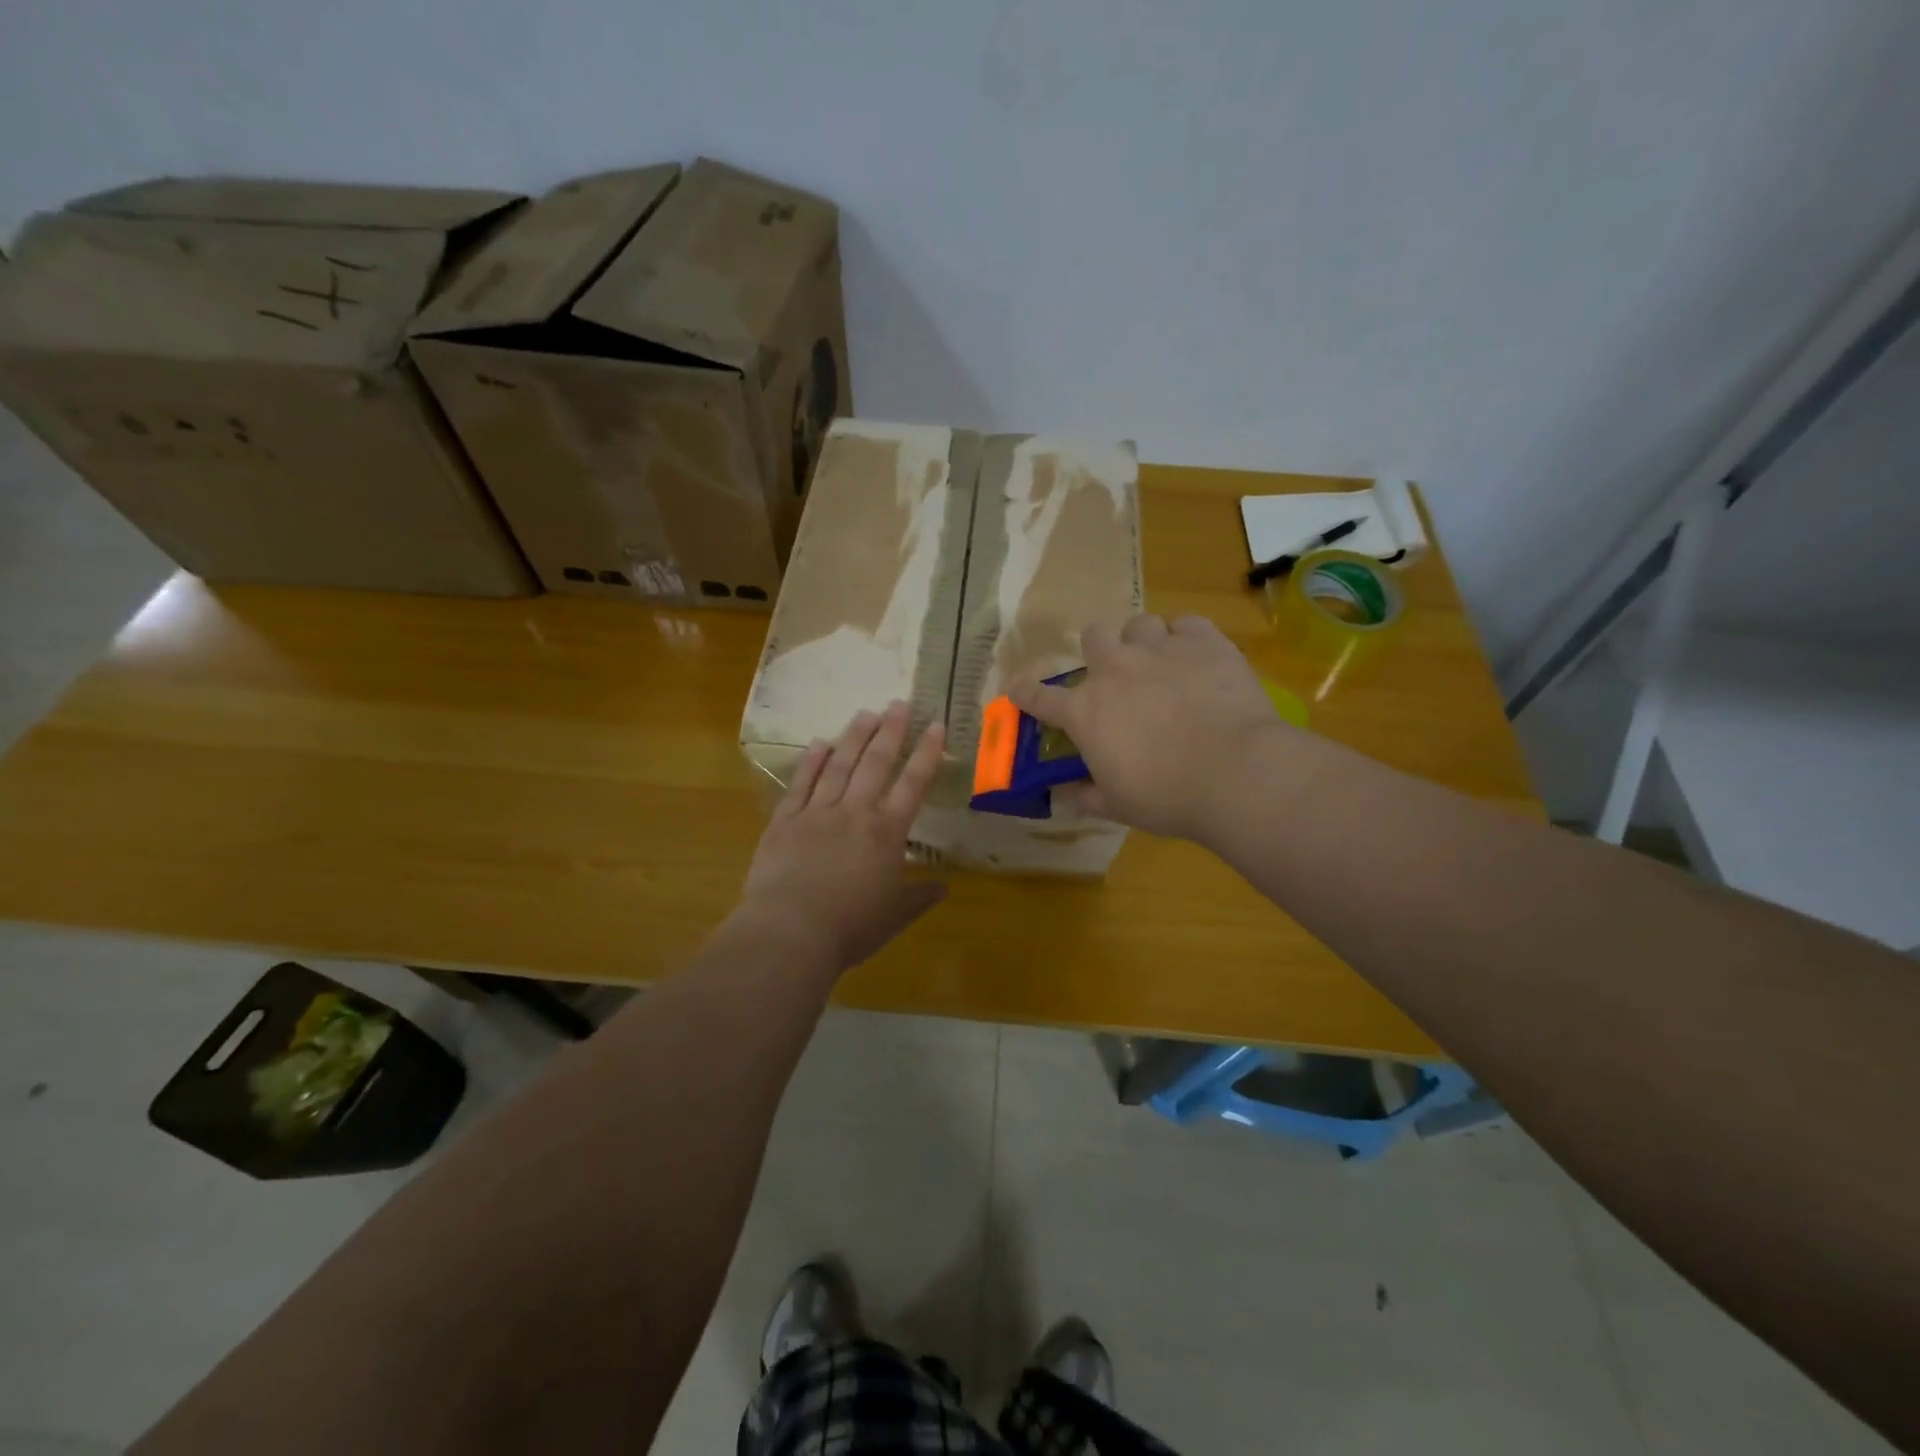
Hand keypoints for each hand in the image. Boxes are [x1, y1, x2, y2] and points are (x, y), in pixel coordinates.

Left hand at [734, 700, 946, 974]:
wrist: (790, 932)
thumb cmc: (850, 928)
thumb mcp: (894, 917)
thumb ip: (919, 898)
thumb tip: (944, 887)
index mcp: (886, 834)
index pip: (912, 785)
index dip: (926, 754)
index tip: (935, 726)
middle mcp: (855, 813)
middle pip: (876, 764)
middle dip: (890, 731)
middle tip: (898, 703)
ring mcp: (817, 813)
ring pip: (839, 765)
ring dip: (853, 737)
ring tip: (865, 713)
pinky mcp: (785, 821)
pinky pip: (801, 784)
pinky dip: (811, 761)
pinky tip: (819, 743)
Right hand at [1010, 615, 1286, 842]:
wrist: (1236, 772)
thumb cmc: (1167, 797)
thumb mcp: (1117, 806)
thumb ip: (1084, 796)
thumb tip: (1063, 794)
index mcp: (1085, 711)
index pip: (1040, 698)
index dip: (1026, 693)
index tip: (1019, 689)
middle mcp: (1114, 670)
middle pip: (1093, 638)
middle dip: (1099, 653)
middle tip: (1117, 676)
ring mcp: (1158, 649)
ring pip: (1138, 624)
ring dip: (1143, 642)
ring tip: (1160, 663)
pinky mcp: (1203, 641)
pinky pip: (1187, 624)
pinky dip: (1187, 639)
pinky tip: (1197, 658)